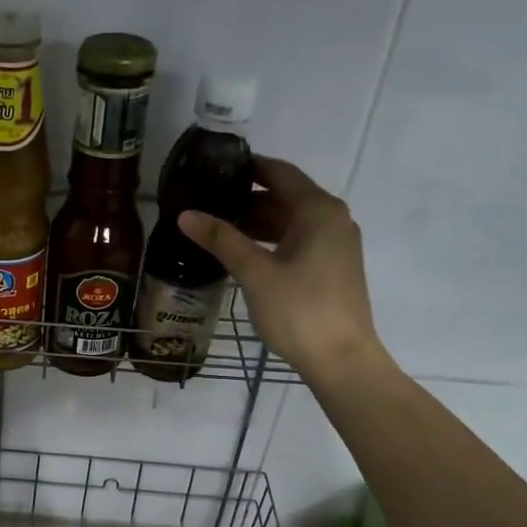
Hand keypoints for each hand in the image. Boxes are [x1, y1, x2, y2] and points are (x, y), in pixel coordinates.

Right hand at [179, 155, 386, 380]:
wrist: (341, 359)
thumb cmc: (299, 310)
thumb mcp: (255, 273)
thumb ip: (221, 239)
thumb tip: (185, 213)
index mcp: (319, 210)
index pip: (280, 173)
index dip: (248, 167)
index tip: (214, 168)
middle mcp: (333, 219)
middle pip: (286, 196)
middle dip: (247, 198)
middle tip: (208, 202)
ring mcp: (336, 244)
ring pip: (291, 221)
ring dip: (258, 222)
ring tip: (218, 228)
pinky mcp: (333, 266)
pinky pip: (299, 240)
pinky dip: (271, 240)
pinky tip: (244, 253)